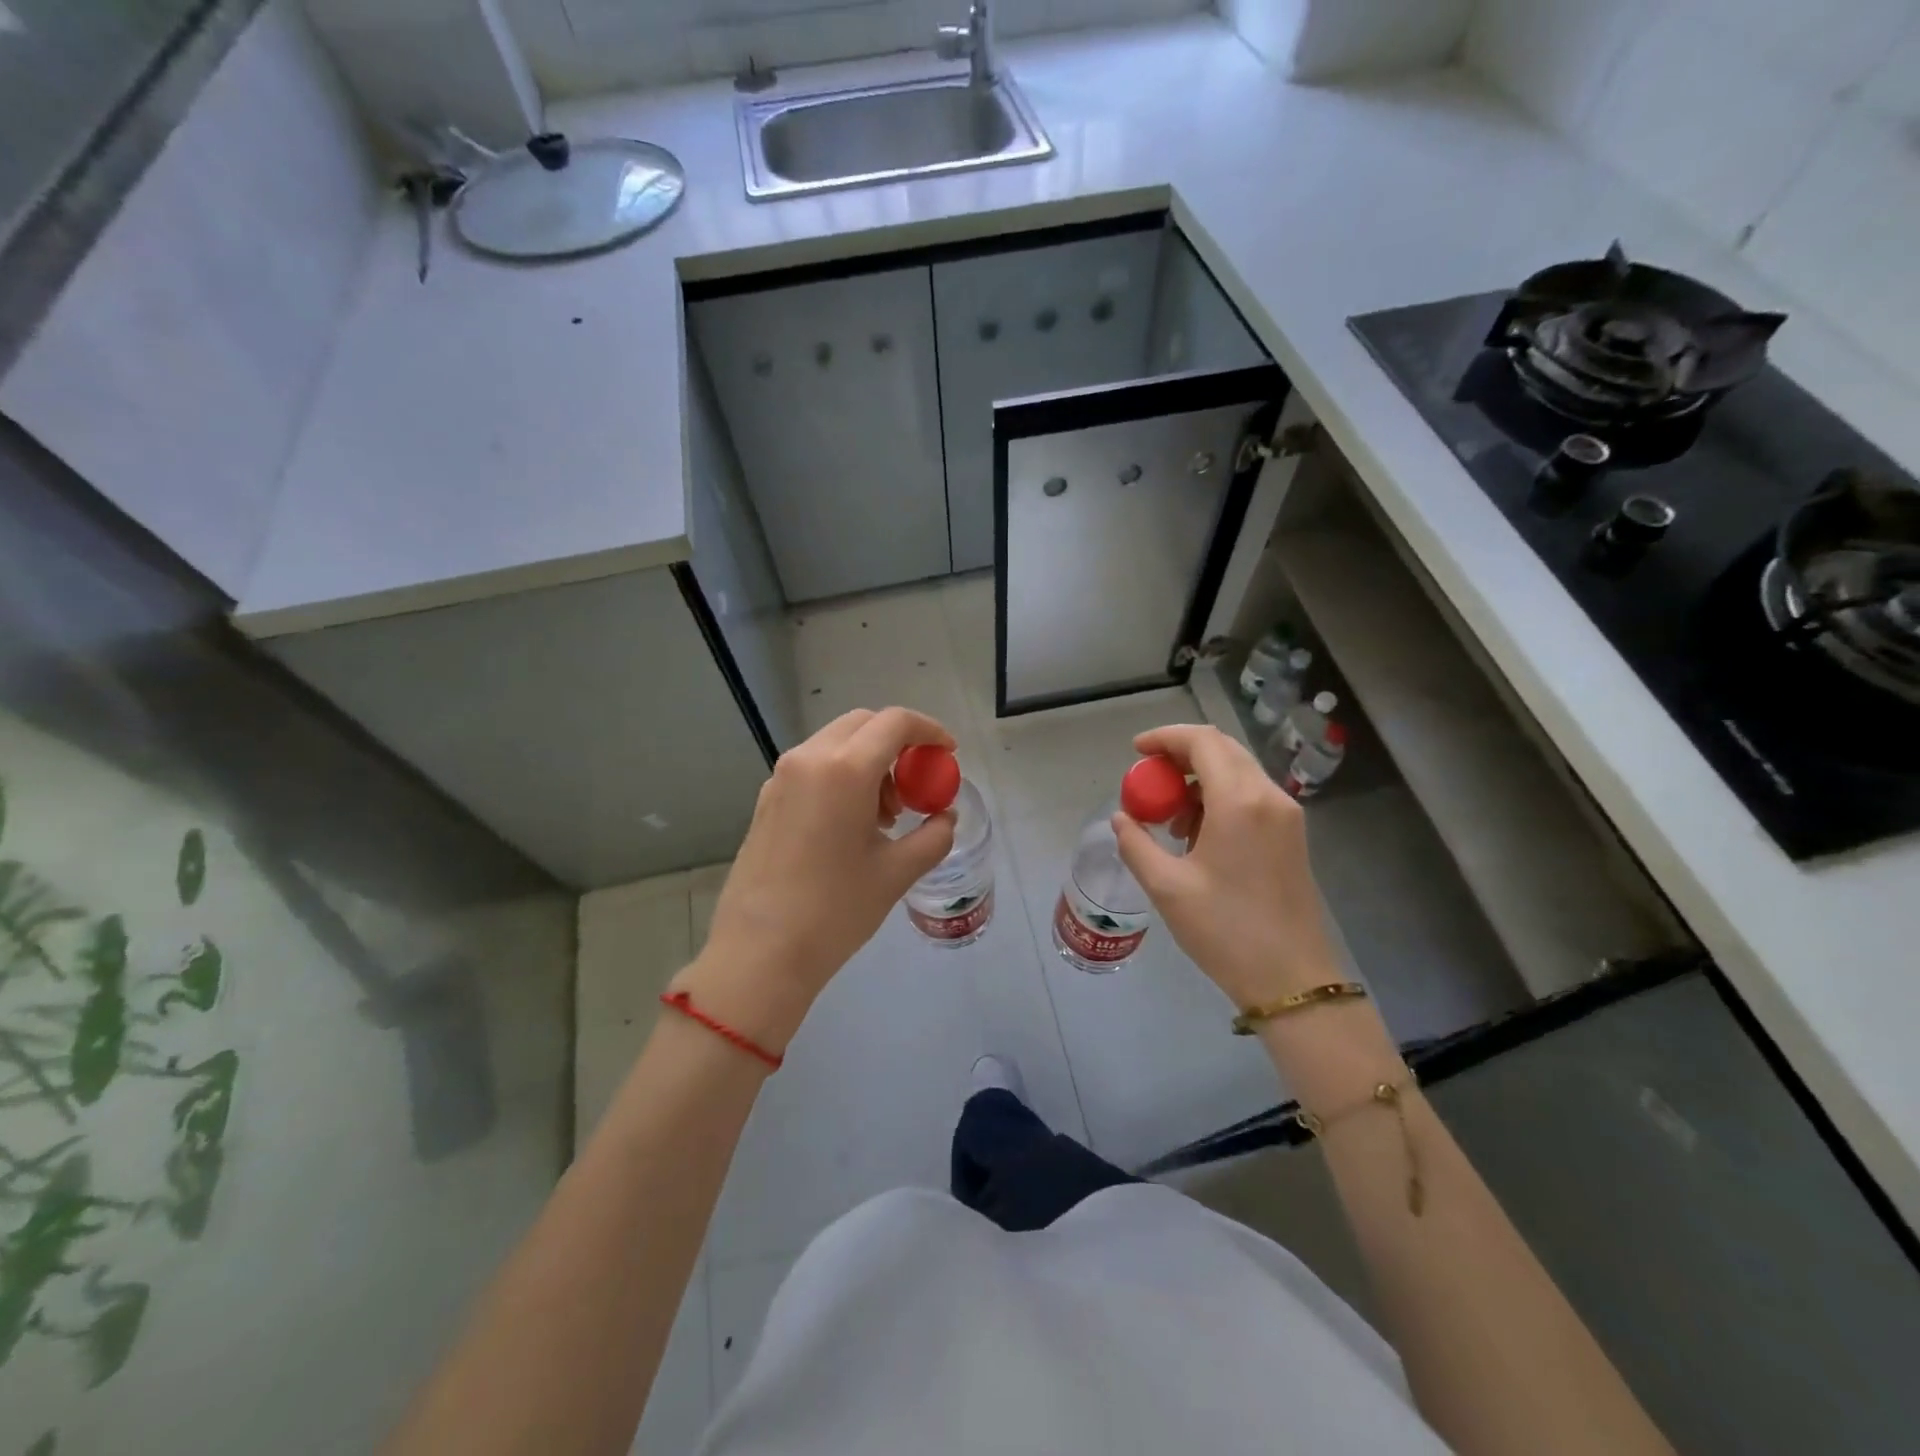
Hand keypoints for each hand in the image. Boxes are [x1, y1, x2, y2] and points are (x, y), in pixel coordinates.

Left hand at [671, 708, 957, 1054]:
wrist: (760, 952)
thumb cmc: (835, 911)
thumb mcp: (896, 873)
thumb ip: (933, 836)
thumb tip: (945, 817)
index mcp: (844, 770)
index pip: (895, 722)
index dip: (929, 730)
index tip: (947, 753)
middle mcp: (809, 760)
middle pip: (863, 724)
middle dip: (898, 744)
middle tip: (916, 786)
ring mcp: (781, 777)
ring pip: (836, 743)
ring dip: (869, 761)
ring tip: (885, 815)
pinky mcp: (766, 799)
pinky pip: (813, 767)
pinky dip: (842, 776)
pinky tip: (851, 824)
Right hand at [1110, 723, 1341, 1010]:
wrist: (1291, 979)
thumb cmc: (1225, 931)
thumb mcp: (1167, 887)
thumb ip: (1136, 844)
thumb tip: (1121, 819)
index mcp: (1239, 802)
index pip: (1202, 741)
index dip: (1165, 737)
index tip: (1136, 751)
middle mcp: (1268, 796)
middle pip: (1222, 749)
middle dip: (1180, 755)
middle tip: (1148, 778)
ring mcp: (1286, 815)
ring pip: (1237, 771)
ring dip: (1199, 778)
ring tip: (1168, 816)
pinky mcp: (1291, 835)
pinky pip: (1250, 795)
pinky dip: (1218, 797)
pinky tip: (1197, 834)